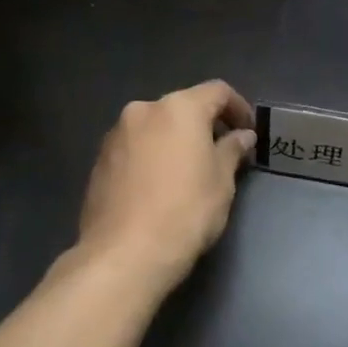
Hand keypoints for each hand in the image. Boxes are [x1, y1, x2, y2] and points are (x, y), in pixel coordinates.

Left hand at [79, 80, 256, 289]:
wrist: (124, 255)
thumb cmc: (185, 212)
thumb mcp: (221, 182)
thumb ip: (232, 150)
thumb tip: (242, 136)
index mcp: (179, 109)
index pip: (217, 92)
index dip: (238, 107)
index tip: (248, 132)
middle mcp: (144, 111)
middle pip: (183, 107)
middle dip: (205, 125)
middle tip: (222, 153)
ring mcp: (116, 135)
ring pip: (156, 127)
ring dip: (175, 140)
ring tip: (189, 172)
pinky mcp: (99, 160)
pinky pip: (135, 147)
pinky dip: (152, 156)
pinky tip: (160, 187)